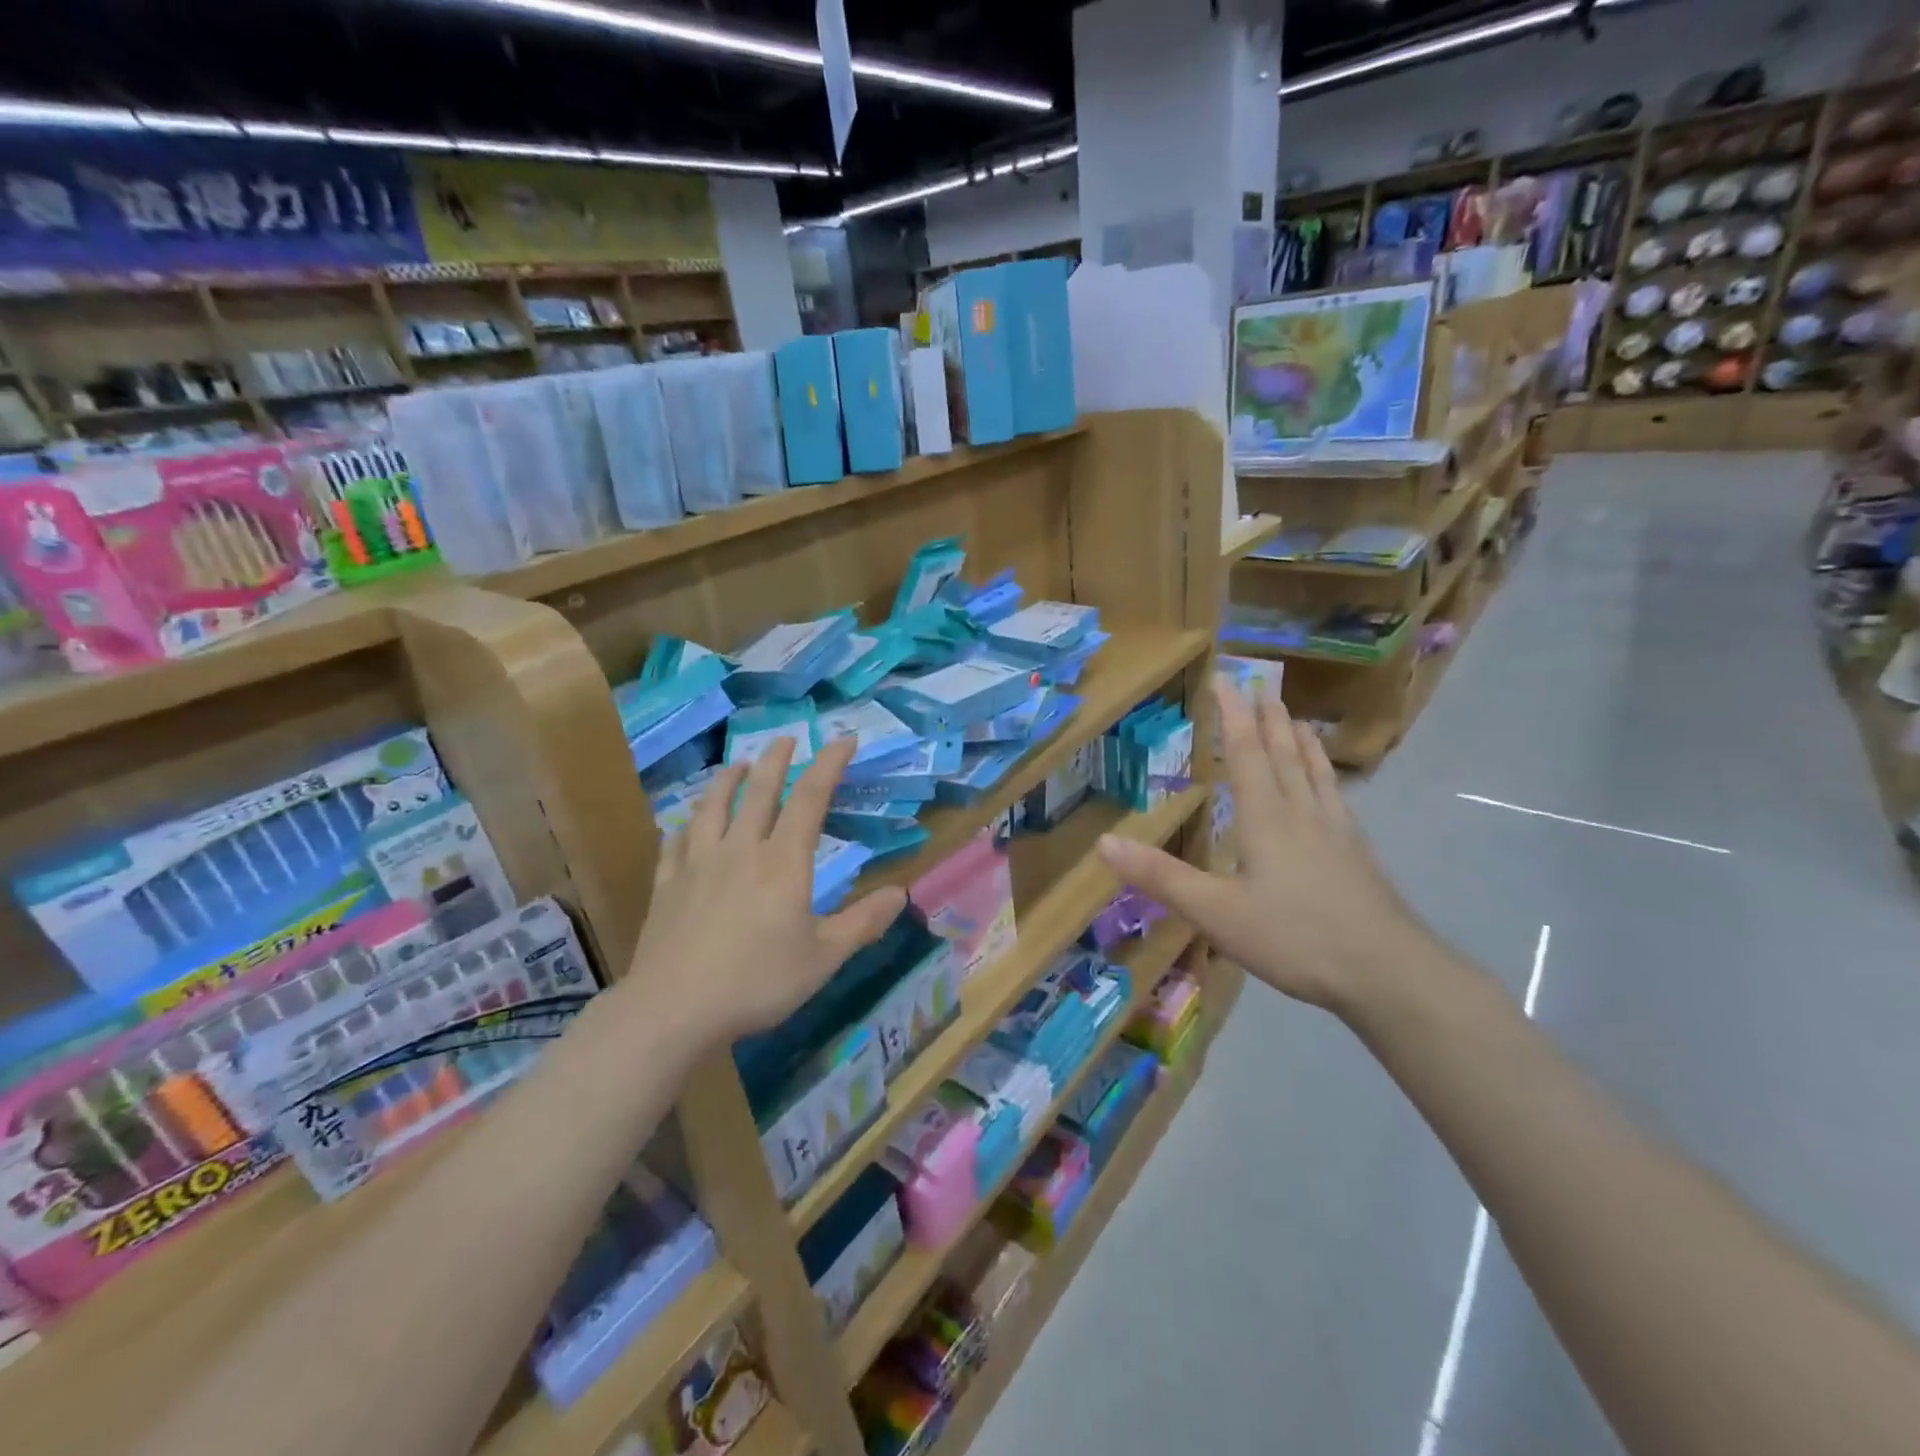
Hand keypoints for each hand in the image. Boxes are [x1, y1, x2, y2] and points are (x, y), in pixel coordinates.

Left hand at [627, 736, 906, 1046]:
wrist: (674, 1009)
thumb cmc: (758, 982)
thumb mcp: (823, 957)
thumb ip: (863, 922)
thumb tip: (901, 893)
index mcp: (783, 861)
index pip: (810, 798)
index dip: (829, 764)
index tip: (844, 740)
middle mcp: (741, 849)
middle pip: (759, 791)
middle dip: (776, 760)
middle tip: (786, 738)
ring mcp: (698, 863)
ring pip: (713, 806)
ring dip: (728, 779)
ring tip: (737, 764)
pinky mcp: (667, 884)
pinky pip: (675, 842)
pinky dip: (684, 825)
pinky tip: (684, 823)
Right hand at [1096, 677, 1434, 1016]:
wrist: (1386, 972)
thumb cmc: (1294, 937)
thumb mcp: (1215, 912)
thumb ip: (1161, 876)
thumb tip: (1103, 842)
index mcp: (1266, 818)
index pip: (1246, 753)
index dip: (1233, 715)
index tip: (1226, 680)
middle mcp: (1302, 813)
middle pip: (1284, 754)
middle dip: (1268, 719)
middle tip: (1263, 687)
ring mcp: (1336, 832)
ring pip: (1315, 773)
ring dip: (1301, 742)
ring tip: (1297, 719)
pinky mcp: (1358, 855)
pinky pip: (1337, 798)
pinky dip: (1327, 776)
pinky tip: (1332, 788)